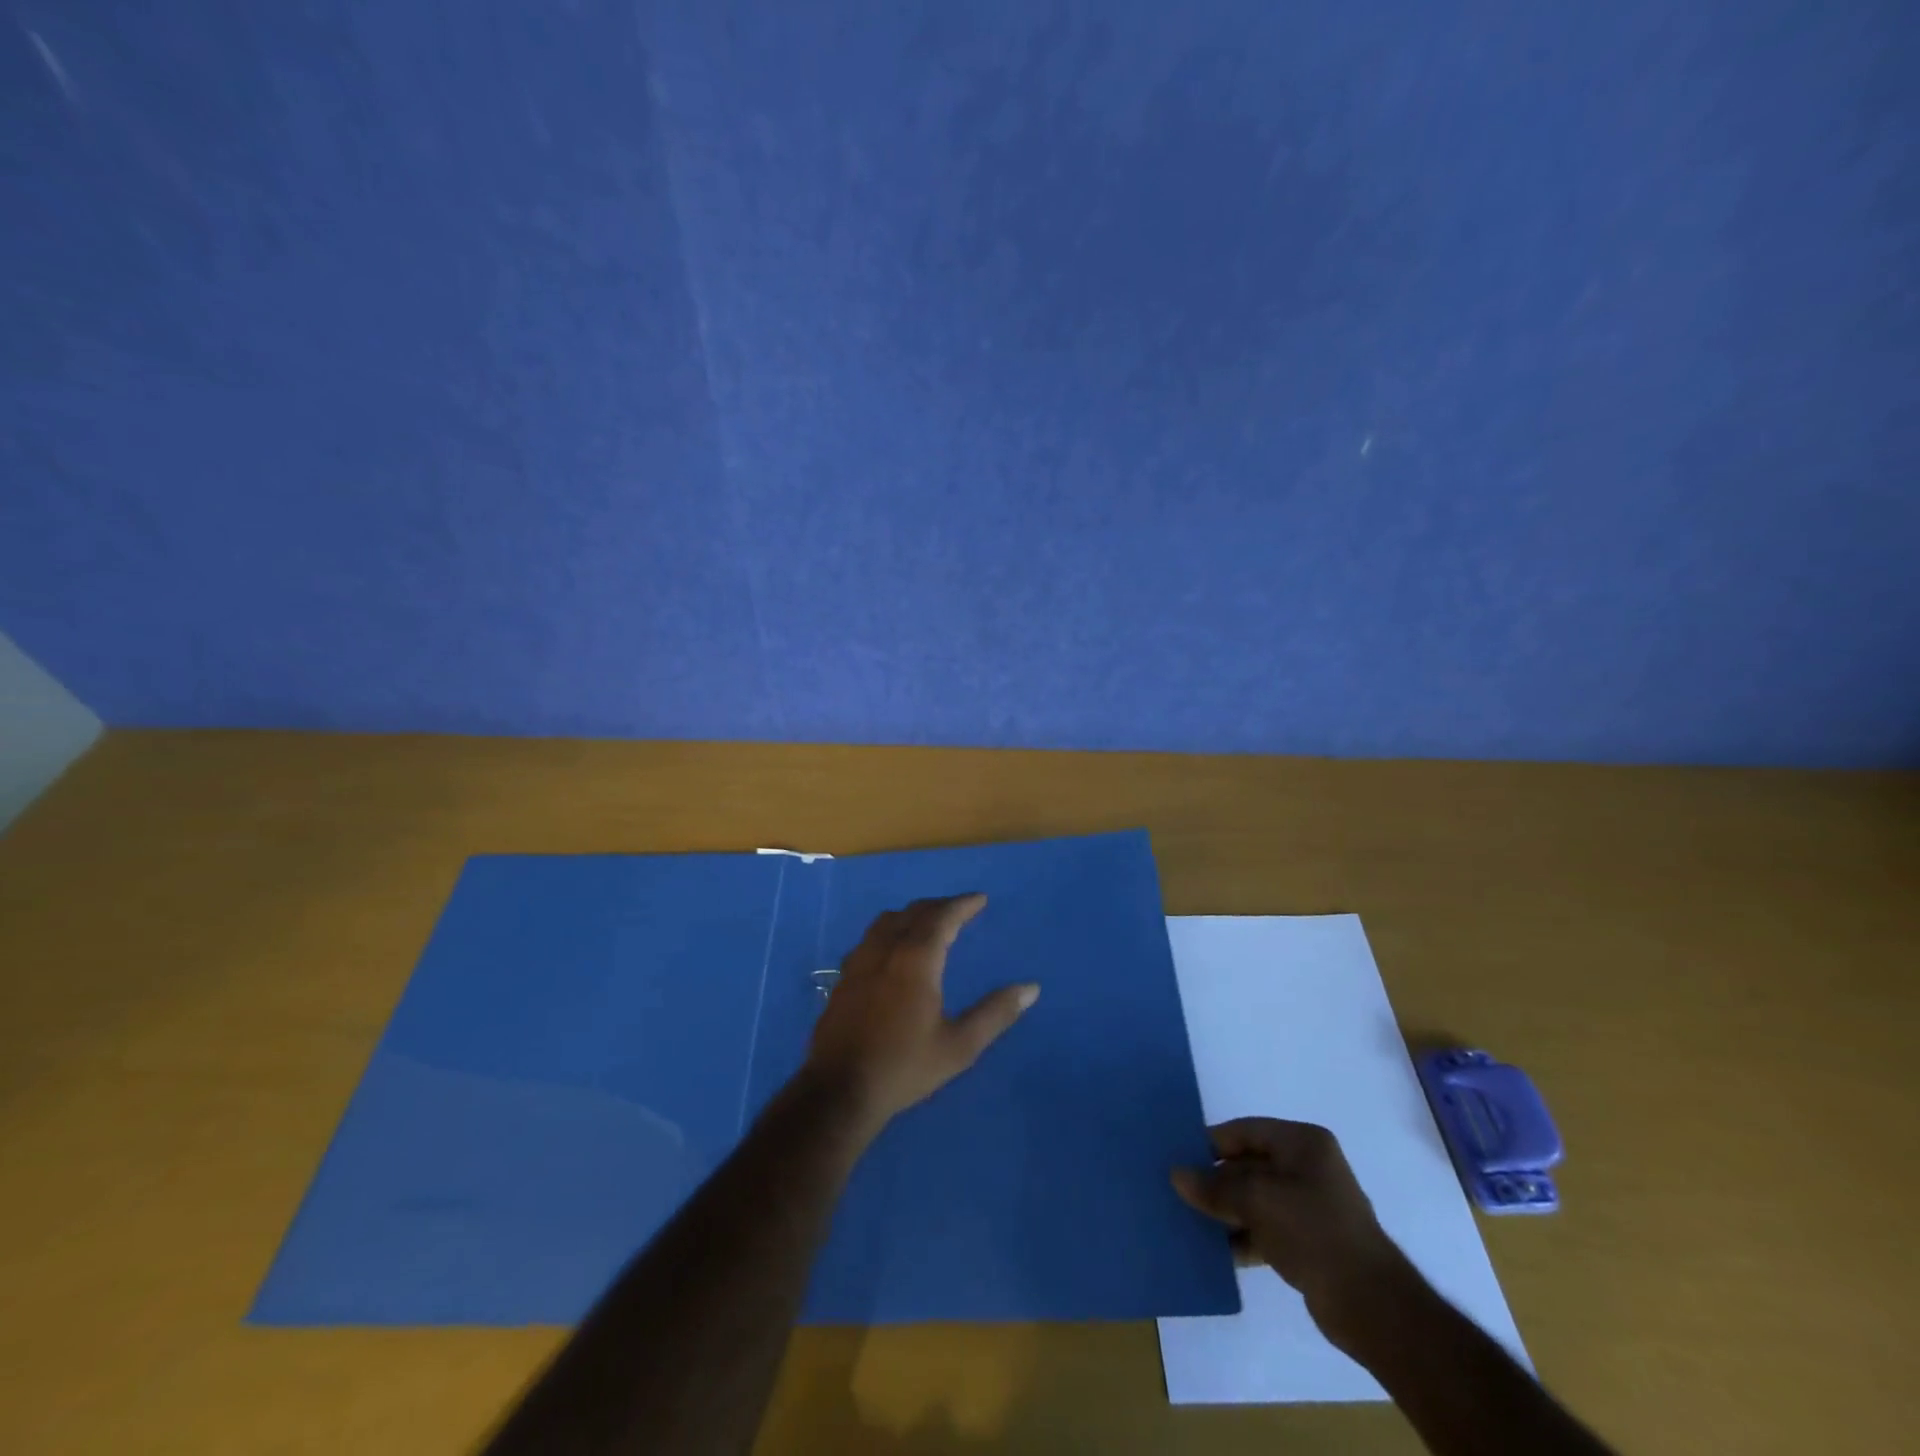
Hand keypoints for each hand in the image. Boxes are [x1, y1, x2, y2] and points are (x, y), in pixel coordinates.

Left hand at [806, 894, 1039, 1130]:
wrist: (838, 1091)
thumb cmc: (904, 1067)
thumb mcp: (959, 1046)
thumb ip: (995, 1013)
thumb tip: (1031, 988)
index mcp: (915, 959)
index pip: (942, 917)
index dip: (962, 904)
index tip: (980, 899)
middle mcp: (885, 950)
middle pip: (913, 913)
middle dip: (939, 906)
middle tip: (959, 909)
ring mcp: (859, 962)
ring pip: (886, 921)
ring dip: (911, 914)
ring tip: (927, 922)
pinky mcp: (843, 978)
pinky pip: (869, 938)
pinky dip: (889, 930)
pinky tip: (892, 950)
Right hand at [1173, 1119, 1411, 1352]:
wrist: (1372, 1307)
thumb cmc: (1314, 1232)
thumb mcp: (1258, 1201)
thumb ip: (1215, 1187)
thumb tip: (1177, 1175)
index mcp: (1302, 1143)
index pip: (1245, 1131)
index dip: (1211, 1143)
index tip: (1179, 1158)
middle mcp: (1307, 1167)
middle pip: (1248, 1165)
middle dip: (1215, 1180)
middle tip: (1178, 1192)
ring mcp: (1310, 1206)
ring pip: (1254, 1199)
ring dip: (1225, 1210)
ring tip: (1188, 1221)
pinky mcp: (1309, 1241)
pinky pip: (1265, 1228)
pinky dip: (1241, 1235)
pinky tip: (1214, 1250)